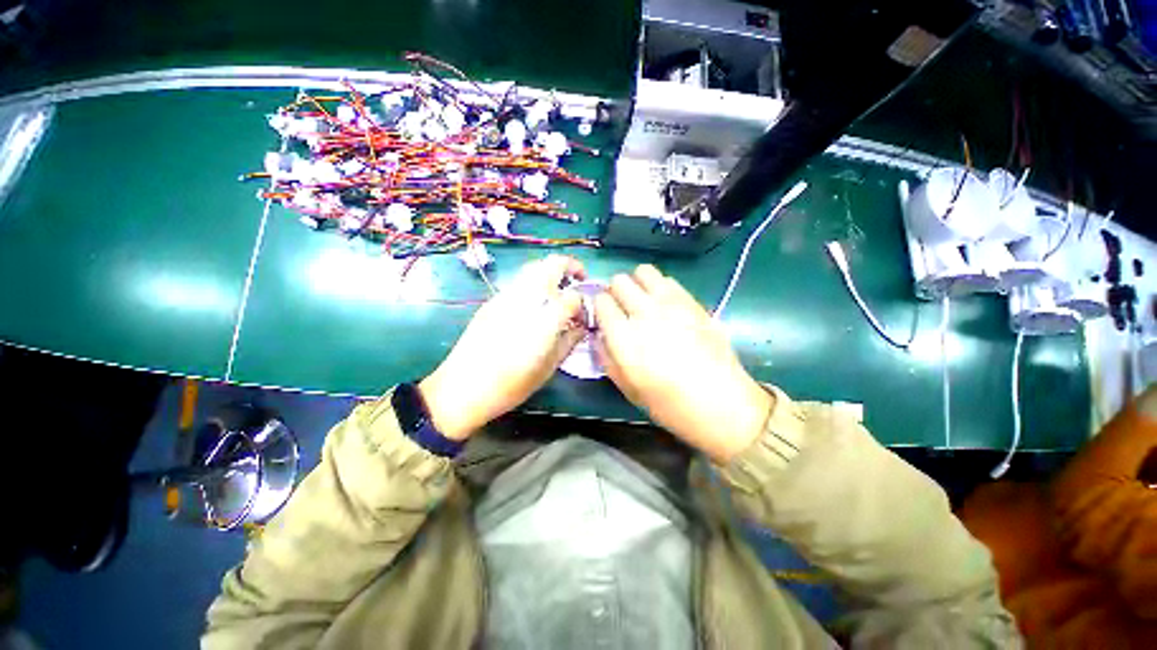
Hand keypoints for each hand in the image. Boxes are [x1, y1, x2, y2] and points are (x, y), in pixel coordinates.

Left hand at [419, 255, 586, 439]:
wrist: (462, 389)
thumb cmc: (510, 385)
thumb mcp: (548, 368)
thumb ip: (569, 342)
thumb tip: (581, 326)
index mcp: (543, 321)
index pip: (571, 296)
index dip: (582, 302)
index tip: (583, 314)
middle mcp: (524, 300)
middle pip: (551, 265)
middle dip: (570, 266)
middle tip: (578, 280)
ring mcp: (505, 297)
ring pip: (533, 268)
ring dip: (551, 272)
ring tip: (557, 291)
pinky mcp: (492, 301)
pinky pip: (519, 282)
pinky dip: (534, 283)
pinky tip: (534, 304)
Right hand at [594, 265, 773, 461]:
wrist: (721, 402)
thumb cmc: (669, 404)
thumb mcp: (627, 388)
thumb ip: (606, 357)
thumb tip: (600, 335)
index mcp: (623, 336)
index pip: (601, 301)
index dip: (600, 307)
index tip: (606, 317)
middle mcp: (643, 312)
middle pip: (619, 281)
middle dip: (616, 292)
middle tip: (623, 308)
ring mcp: (670, 303)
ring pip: (643, 271)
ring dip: (638, 284)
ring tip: (643, 301)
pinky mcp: (692, 301)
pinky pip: (668, 280)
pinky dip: (660, 287)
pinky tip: (666, 306)